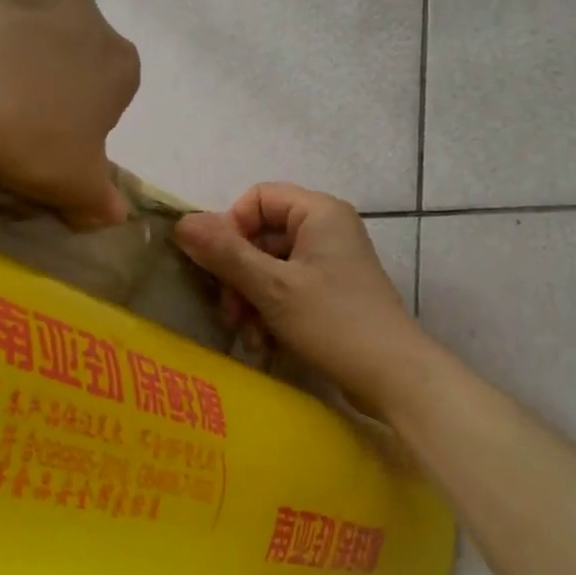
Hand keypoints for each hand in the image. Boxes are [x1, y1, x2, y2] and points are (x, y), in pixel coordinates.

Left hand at [0, 0, 139, 226]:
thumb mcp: (71, 184)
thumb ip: (99, 198)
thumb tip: (118, 216)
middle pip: (70, 41)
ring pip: (24, 3)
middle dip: (44, 65)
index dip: (79, 112)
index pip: (112, 88)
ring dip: (5, 27)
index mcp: (119, 64)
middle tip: (1, 103)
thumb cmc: (29, 137)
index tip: (45, 135)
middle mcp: (88, 11)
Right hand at [174, 183, 431, 411]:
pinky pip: (288, 288)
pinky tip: (265, 345)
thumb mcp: (273, 287)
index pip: (258, 198)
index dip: (231, 228)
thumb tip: (182, 222)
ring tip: (249, 337)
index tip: (218, 265)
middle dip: (239, 275)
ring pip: (270, 266)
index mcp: (318, 212)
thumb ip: (226, 254)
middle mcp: (326, 228)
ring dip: (251, 300)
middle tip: (229, 312)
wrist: (393, 376)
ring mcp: (330, 261)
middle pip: (261, 235)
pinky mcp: (332, 292)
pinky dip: (271, 312)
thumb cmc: (333, 322)